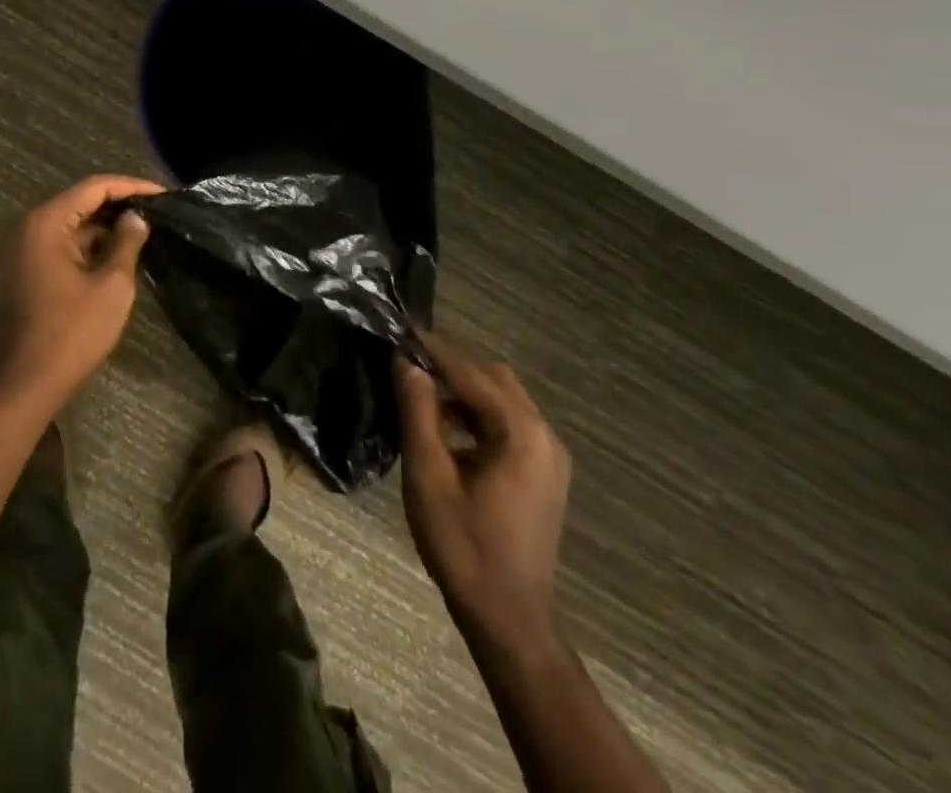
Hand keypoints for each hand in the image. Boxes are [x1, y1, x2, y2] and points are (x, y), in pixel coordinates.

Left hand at [0, 175, 163, 417]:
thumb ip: (126, 243)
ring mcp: (21, 251)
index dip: (130, 187)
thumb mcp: (111, 286)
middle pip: (79, 203)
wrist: (23, 385)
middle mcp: (28, 228)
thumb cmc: (71, 332)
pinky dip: (87, 247)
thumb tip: (136, 218)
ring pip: (70, 227)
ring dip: (104, 229)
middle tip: (156, 213)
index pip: (93, 188)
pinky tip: (117, 255)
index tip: (162, 194)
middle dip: (118, 206)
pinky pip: (59, 246)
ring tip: (143, 232)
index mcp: (45, 223)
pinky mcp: (23, 272)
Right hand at [394, 332, 572, 652]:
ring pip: (503, 399)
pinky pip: (510, 424)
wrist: (508, 619)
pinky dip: (478, 413)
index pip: (470, 372)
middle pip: (494, 378)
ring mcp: (550, 456)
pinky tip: (447, 426)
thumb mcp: (428, 474)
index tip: (400, 329)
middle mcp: (544, 435)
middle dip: (451, 364)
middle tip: (408, 360)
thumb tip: (406, 362)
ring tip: (420, 390)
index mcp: (521, 432)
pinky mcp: (545, 474)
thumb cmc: (463, 545)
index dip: (433, 349)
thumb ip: (418, 411)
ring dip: (464, 388)